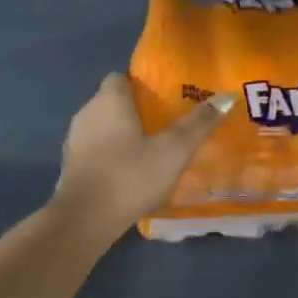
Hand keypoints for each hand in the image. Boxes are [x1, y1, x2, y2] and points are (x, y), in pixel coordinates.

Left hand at [52, 74, 231, 241]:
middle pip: (112, 101)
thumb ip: (199, 123)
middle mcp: (87, 113)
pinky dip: (111, 154)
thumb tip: (227, 96)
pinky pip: (96, 150)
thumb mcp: (173, 150)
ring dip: (123, 134)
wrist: (85, 220)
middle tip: (166, 124)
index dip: (141, 84)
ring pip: (103, 127)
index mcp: (109, 101)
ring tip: (152, 149)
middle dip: (136, 110)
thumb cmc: (130, 175)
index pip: (120, 77)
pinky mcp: (71, 166)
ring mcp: (75, 141)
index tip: (164, 98)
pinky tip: (131, 172)